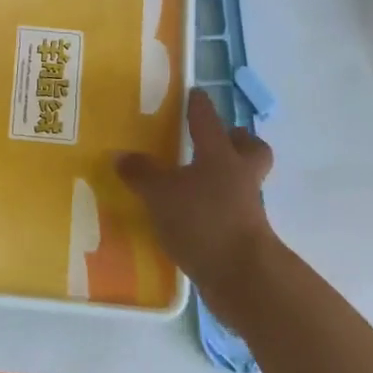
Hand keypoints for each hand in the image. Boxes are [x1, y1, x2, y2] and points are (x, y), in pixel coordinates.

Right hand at [116, 90, 277, 319]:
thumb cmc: (203, 221)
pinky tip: (191, 221)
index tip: (195, 93)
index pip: (209, 119)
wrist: (244, 278)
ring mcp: (247, 208)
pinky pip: (232, 214)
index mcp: (220, 154)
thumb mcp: (160, 194)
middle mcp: (239, 175)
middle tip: (212, 143)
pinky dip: (215, 213)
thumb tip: (121, 155)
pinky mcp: (246, 238)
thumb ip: (141, 173)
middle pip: (250, 149)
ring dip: (224, 180)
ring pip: (242, 182)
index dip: (200, 105)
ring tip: (192, 185)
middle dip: (236, 142)